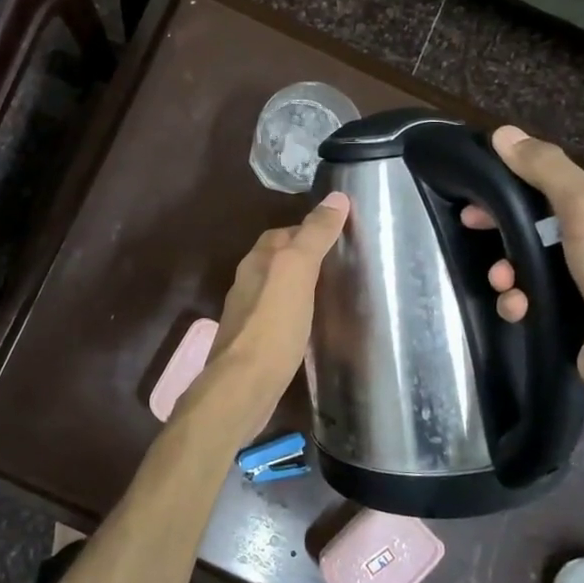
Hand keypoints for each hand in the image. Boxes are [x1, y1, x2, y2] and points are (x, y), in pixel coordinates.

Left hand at [201, 191, 350, 441]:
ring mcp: (247, 315)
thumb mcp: (297, 270)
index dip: (308, 229)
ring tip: (331, 293)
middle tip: (339, 264)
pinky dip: (294, 313)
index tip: (338, 234)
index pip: (282, 233)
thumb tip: (336, 198)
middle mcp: (246, 283)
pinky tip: (311, 325)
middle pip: (276, 260)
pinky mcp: (253, 343)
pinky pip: (276, 317)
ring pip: (275, 289)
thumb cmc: (272, 325)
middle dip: (303, 257)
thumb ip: (314, 235)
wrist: (244, 384)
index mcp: (256, 262)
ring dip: (298, 286)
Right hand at [464, 126, 583, 408]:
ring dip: (512, 270)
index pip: (571, 189)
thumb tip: (503, 132)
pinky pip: (545, 298)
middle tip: (473, 230)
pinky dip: (524, 300)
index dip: (521, 189)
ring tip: (503, 283)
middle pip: (550, 226)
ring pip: (542, 264)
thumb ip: (547, 169)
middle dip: (510, 233)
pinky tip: (517, 309)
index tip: (483, 197)